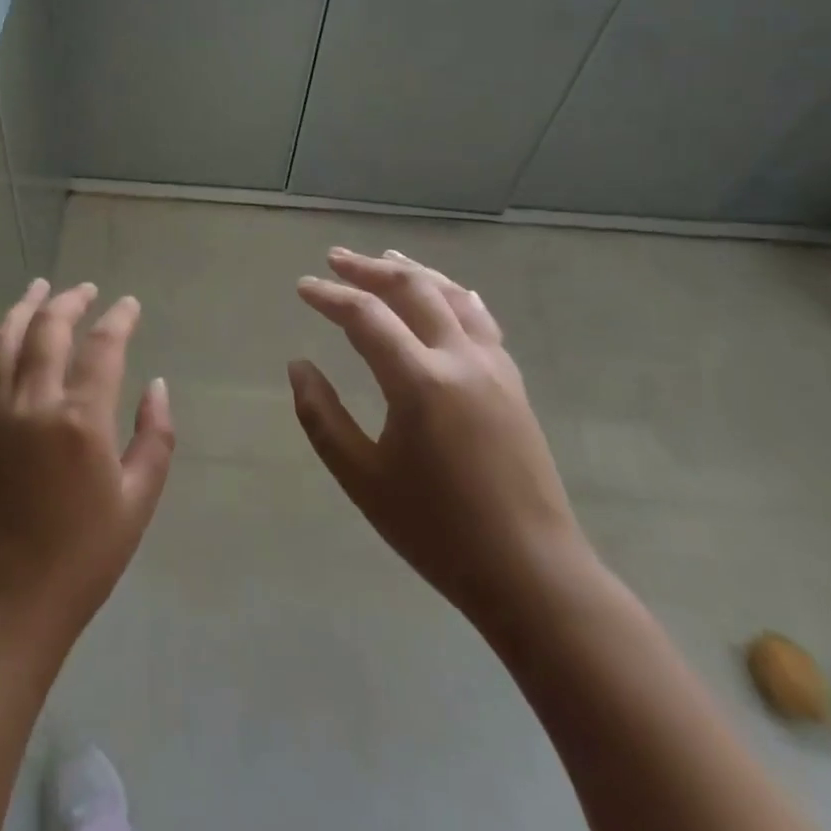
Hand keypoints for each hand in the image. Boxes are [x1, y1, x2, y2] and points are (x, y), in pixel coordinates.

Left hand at [0, 279, 174, 665]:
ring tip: (39, 288)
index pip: (102, 346)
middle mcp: (32, 403)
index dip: (118, 318)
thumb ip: (154, 438)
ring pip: (3, 340)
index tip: (129, 304)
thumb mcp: (137, 503)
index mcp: (80, 420)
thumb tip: (156, 386)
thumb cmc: (82, 559)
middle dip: (69, 301)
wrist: (4, 604)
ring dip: (23, 308)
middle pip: (47, 329)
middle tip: (85, 289)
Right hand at [290, 248, 590, 632]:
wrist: (532, 573)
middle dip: (370, 268)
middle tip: (336, 258)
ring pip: (451, 296)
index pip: (366, 316)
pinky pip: (480, 319)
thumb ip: (322, 416)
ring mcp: (494, 368)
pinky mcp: (512, 384)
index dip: (330, 296)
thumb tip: (299, 366)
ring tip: (386, 257)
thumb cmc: (436, 530)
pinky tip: (447, 293)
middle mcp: (460, 360)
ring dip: (414, 272)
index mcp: (420, 382)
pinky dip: (453, 295)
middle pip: (412, 289)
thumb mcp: (362, 477)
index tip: (302, 286)